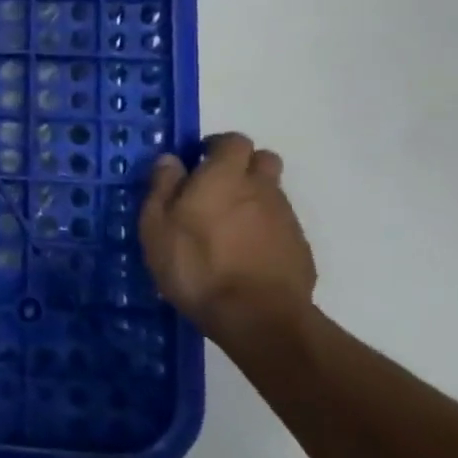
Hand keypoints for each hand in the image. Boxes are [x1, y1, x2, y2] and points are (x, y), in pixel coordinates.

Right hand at [138, 132, 316, 337]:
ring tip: (226, 230)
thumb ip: (162, 187)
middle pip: (263, 160)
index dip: (217, 147)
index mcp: (225, 176)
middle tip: (216, 190)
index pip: (233, 140)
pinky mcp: (300, 250)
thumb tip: (171, 159)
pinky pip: (280, 227)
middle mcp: (261, 188)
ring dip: (252, 201)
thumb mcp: (157, 226)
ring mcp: (286, 219)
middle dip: (242, 166)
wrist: (256, 317)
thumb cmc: (196, 265)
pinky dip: (264, 232)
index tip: (198, 162)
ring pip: (272, 194)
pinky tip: (245, 257)